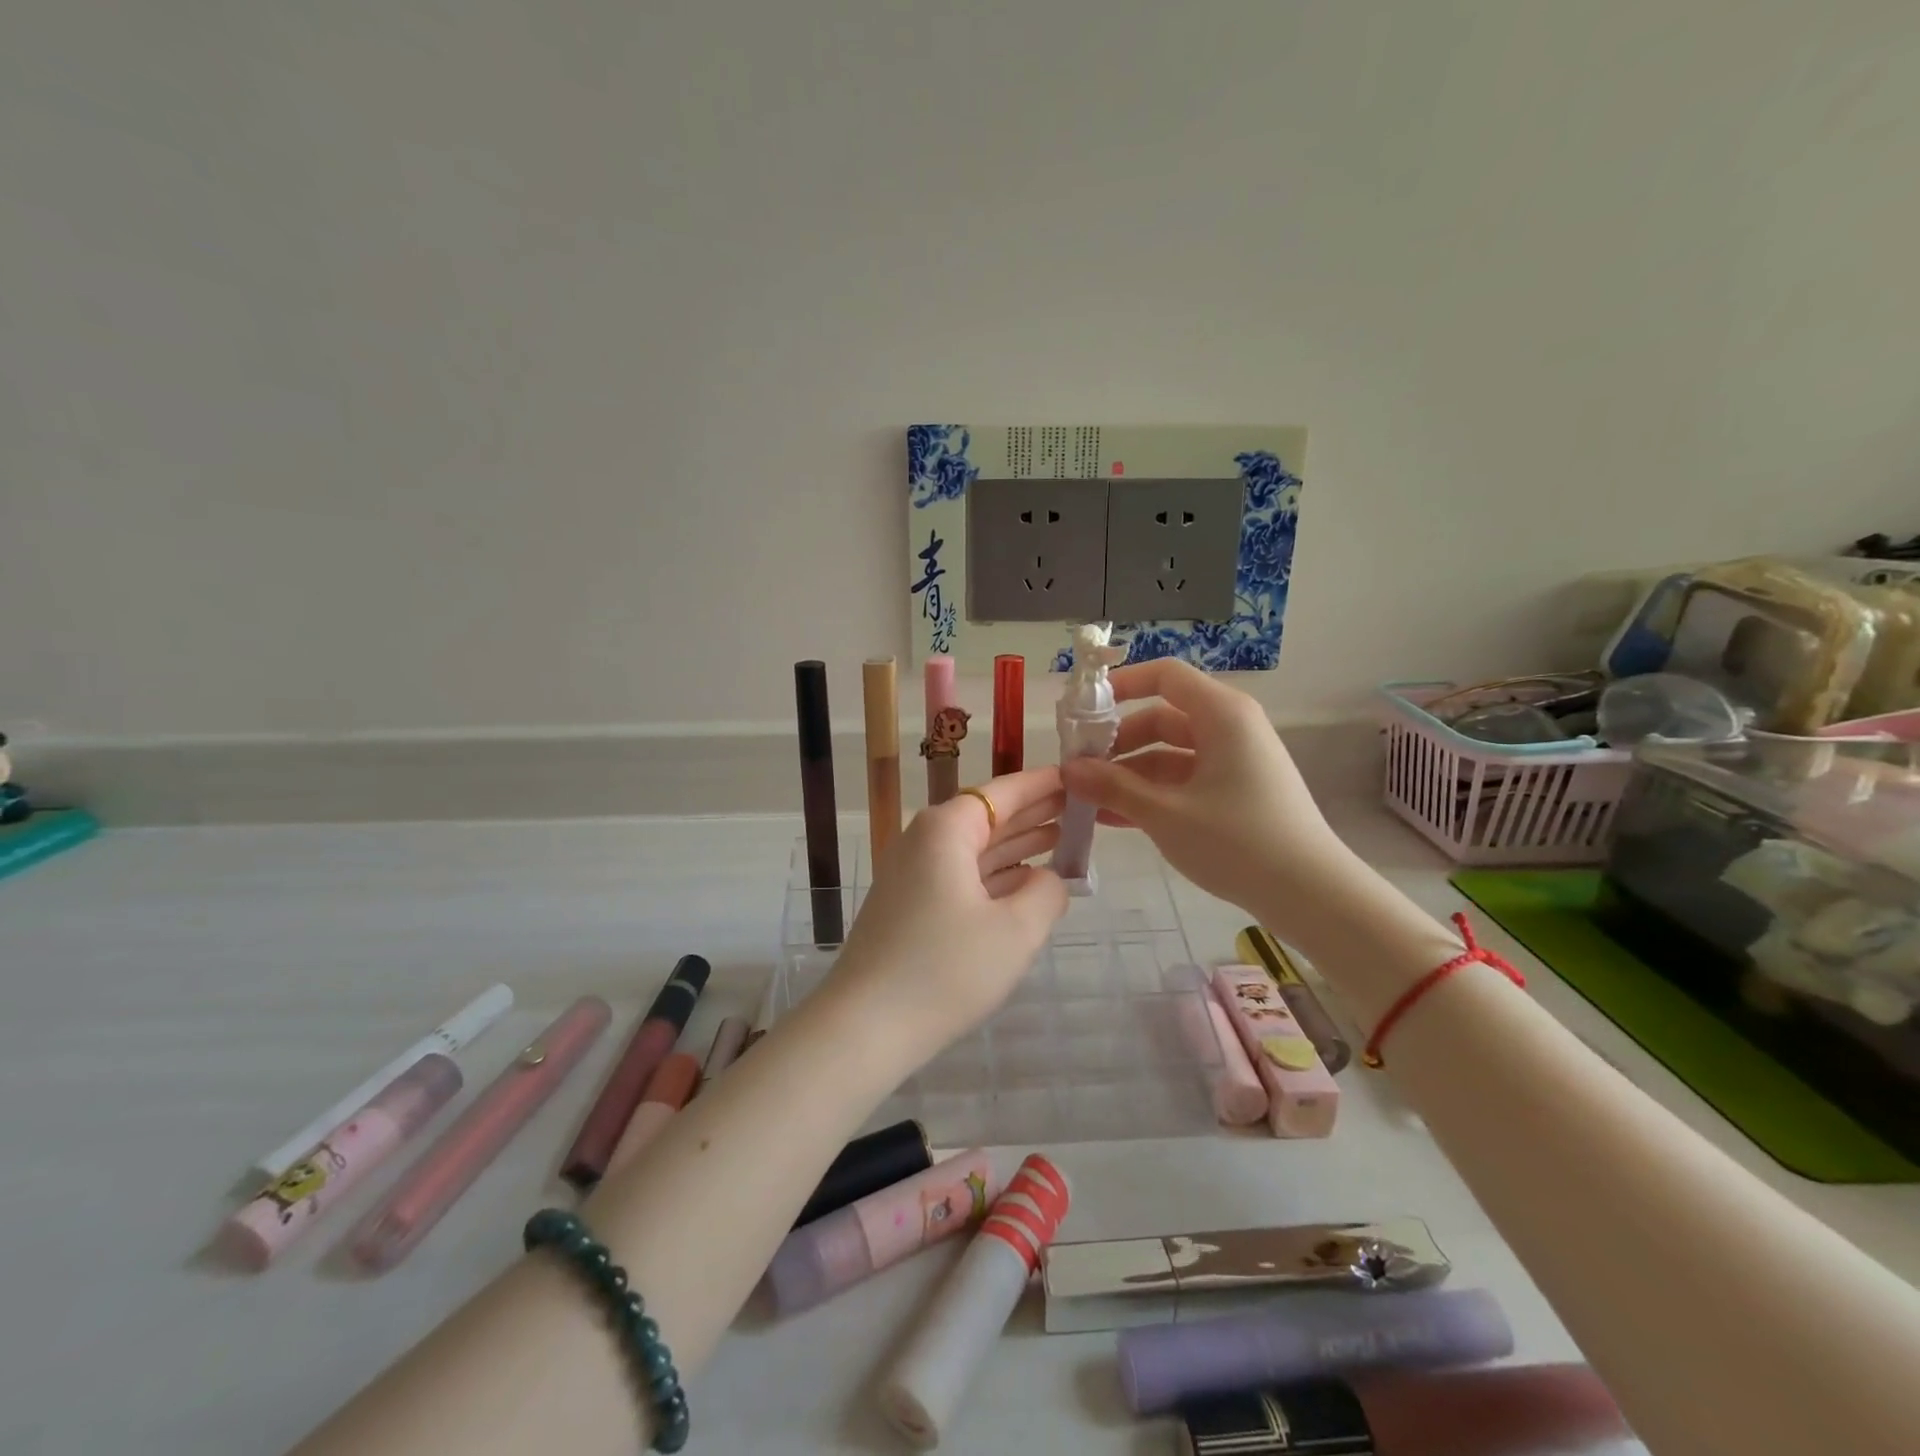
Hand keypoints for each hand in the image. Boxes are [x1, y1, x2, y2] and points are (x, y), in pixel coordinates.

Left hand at [825, 767, 1069, 1060]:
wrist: (865, 1027)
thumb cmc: (945, 969)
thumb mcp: (1015, 931)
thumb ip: (1046, 893)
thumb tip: (1047, 880)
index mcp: (945, 830)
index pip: (1003, 792)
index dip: (1043, 784)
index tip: (1078, 775)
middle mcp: (924, 841)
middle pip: (989, 817)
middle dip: (1035, 813)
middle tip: (1082, 808)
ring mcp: (913, 874)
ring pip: (976, 849)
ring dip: (1018, 845)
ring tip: (1064, 838)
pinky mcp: (910, 906)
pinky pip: (962, 876)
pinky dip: (996, 875)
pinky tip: (1026, 881)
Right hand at [1058, 659, 1354, 924]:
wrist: (1311, 895)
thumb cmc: (1238, 841)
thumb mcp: (1166, 814)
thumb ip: (1113, 787)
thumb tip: (1067, 770)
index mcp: (1222, 715)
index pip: (1165, 676)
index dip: (1122, 684)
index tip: (1084, 708)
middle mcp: (1230, 728)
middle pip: (1162, 717)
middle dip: (1118, 742)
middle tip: (1079, 768)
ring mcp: (1235, 762)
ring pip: (1170, 754)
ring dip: (1130, 773)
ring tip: (1089, 799)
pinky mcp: (1237, 792)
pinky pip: (1185, 780)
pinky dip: (1153, 793)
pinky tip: (1116, 818)